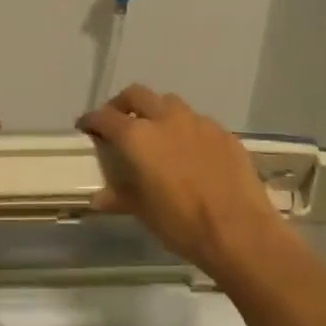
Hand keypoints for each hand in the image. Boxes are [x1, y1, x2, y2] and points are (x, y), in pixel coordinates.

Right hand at [77, 84, 277, 271]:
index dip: (92, 120)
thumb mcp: (144, 212)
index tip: (86, 127)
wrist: (239, 230)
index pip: (105, 117)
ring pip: (170, 103)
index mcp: (138, 137)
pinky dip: (185, 129)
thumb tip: (99, 197)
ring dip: (157, 112)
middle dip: (122, 104)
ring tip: (156, 133)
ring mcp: (198, 122)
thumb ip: (120, 196)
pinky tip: (190, 151)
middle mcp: (166, 119)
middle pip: (137, 95)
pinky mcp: (223, 133)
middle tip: (118, 121)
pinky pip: (197, 122)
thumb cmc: (182, 223)